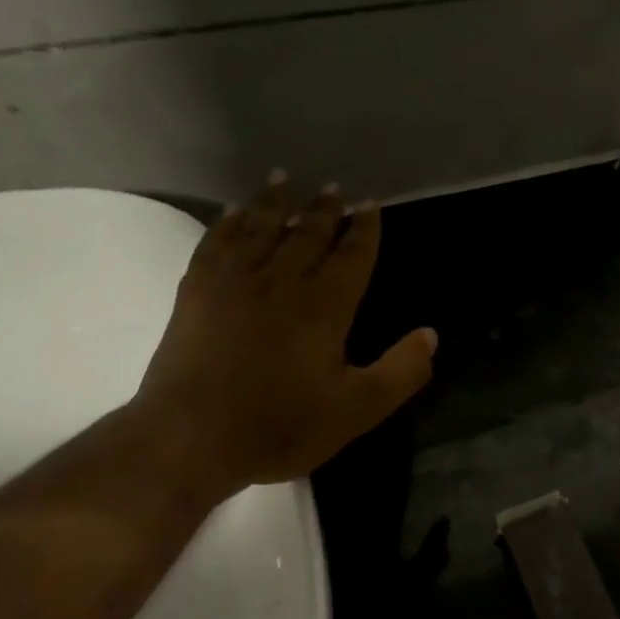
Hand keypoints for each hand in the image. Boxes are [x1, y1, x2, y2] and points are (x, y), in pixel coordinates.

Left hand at [134, 173, 436, 494]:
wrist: (189, 440)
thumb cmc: (280, 426)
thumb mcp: (357, 410)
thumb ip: (400, 372)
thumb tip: (430, 334)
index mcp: (324, 307)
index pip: (351, 256)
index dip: (365, 230)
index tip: (371, 205)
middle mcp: (281, 283)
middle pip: (308, 234)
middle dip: (325, 209)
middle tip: (335, 187)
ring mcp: (234, 284)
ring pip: (261, 229)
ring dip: (277, 202)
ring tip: (285, 178)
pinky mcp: (197, 293)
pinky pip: (216, 243)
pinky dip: (228, 223)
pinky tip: (234, 211)